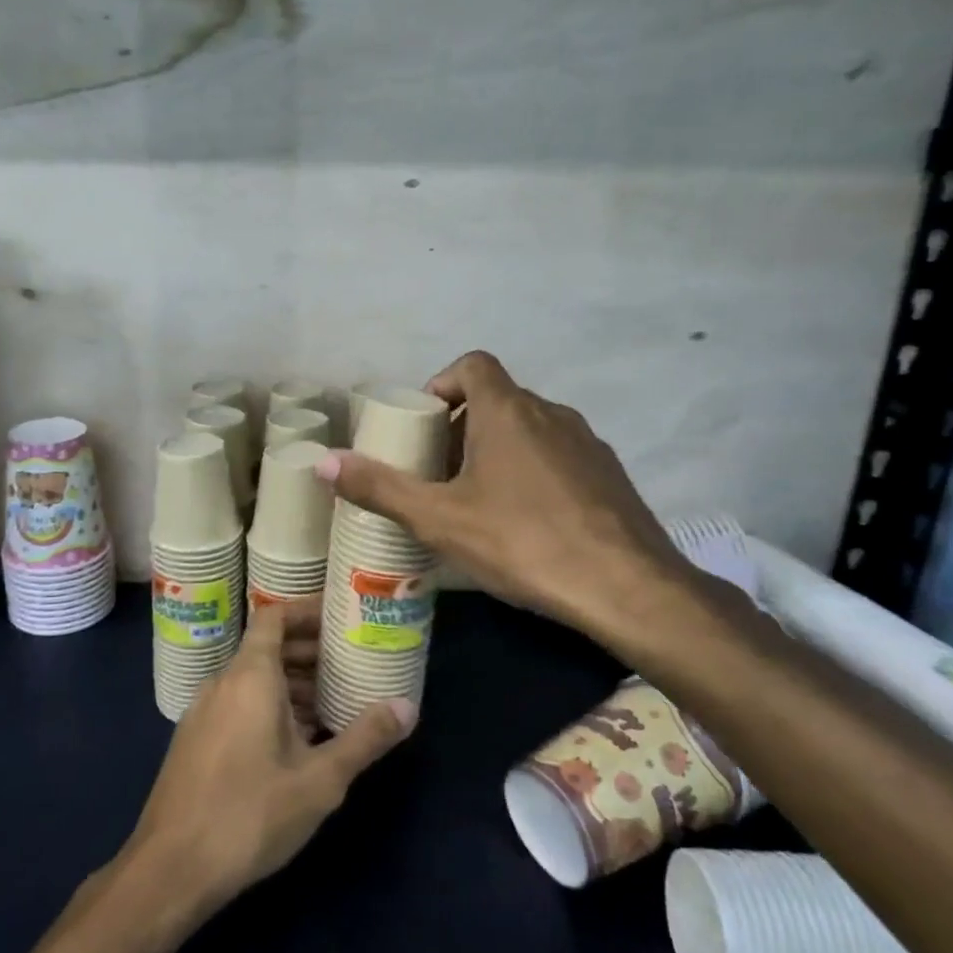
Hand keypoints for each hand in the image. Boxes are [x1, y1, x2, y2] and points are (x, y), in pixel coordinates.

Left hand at [120, 599, 414, 922]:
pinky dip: (269, 704)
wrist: (170, 868)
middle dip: (308, 650)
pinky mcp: (195, 740)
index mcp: (249, 675)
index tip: (341, 619)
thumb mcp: (319, 780)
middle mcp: (222, 682)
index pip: (274, 615)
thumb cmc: (249, 814)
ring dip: (291, 682)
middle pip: (267, 646)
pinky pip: (238, 703)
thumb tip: (408, 706)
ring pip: (252, 678)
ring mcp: (203, 711)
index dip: (307, 610)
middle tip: (350, 663)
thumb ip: (364, 738)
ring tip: (332, 702)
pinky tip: (296, 740)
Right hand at [317, 350, 727, 657]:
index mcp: (507, 410)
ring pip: (529, 428)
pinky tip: (526, 520)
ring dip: (497, 449)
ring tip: (477, 498)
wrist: (628, 588)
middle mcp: (550, 412)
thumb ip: (380, 487)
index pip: (472, 364)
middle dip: (462, 426)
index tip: (424, 422)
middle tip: (437, 472)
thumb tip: (324, 461)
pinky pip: (558, 455)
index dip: (442, 382)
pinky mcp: (609, 474)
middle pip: (497, 399)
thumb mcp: (440, 519)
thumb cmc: (523, 542)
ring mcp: (587, 442)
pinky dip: (532, 470)